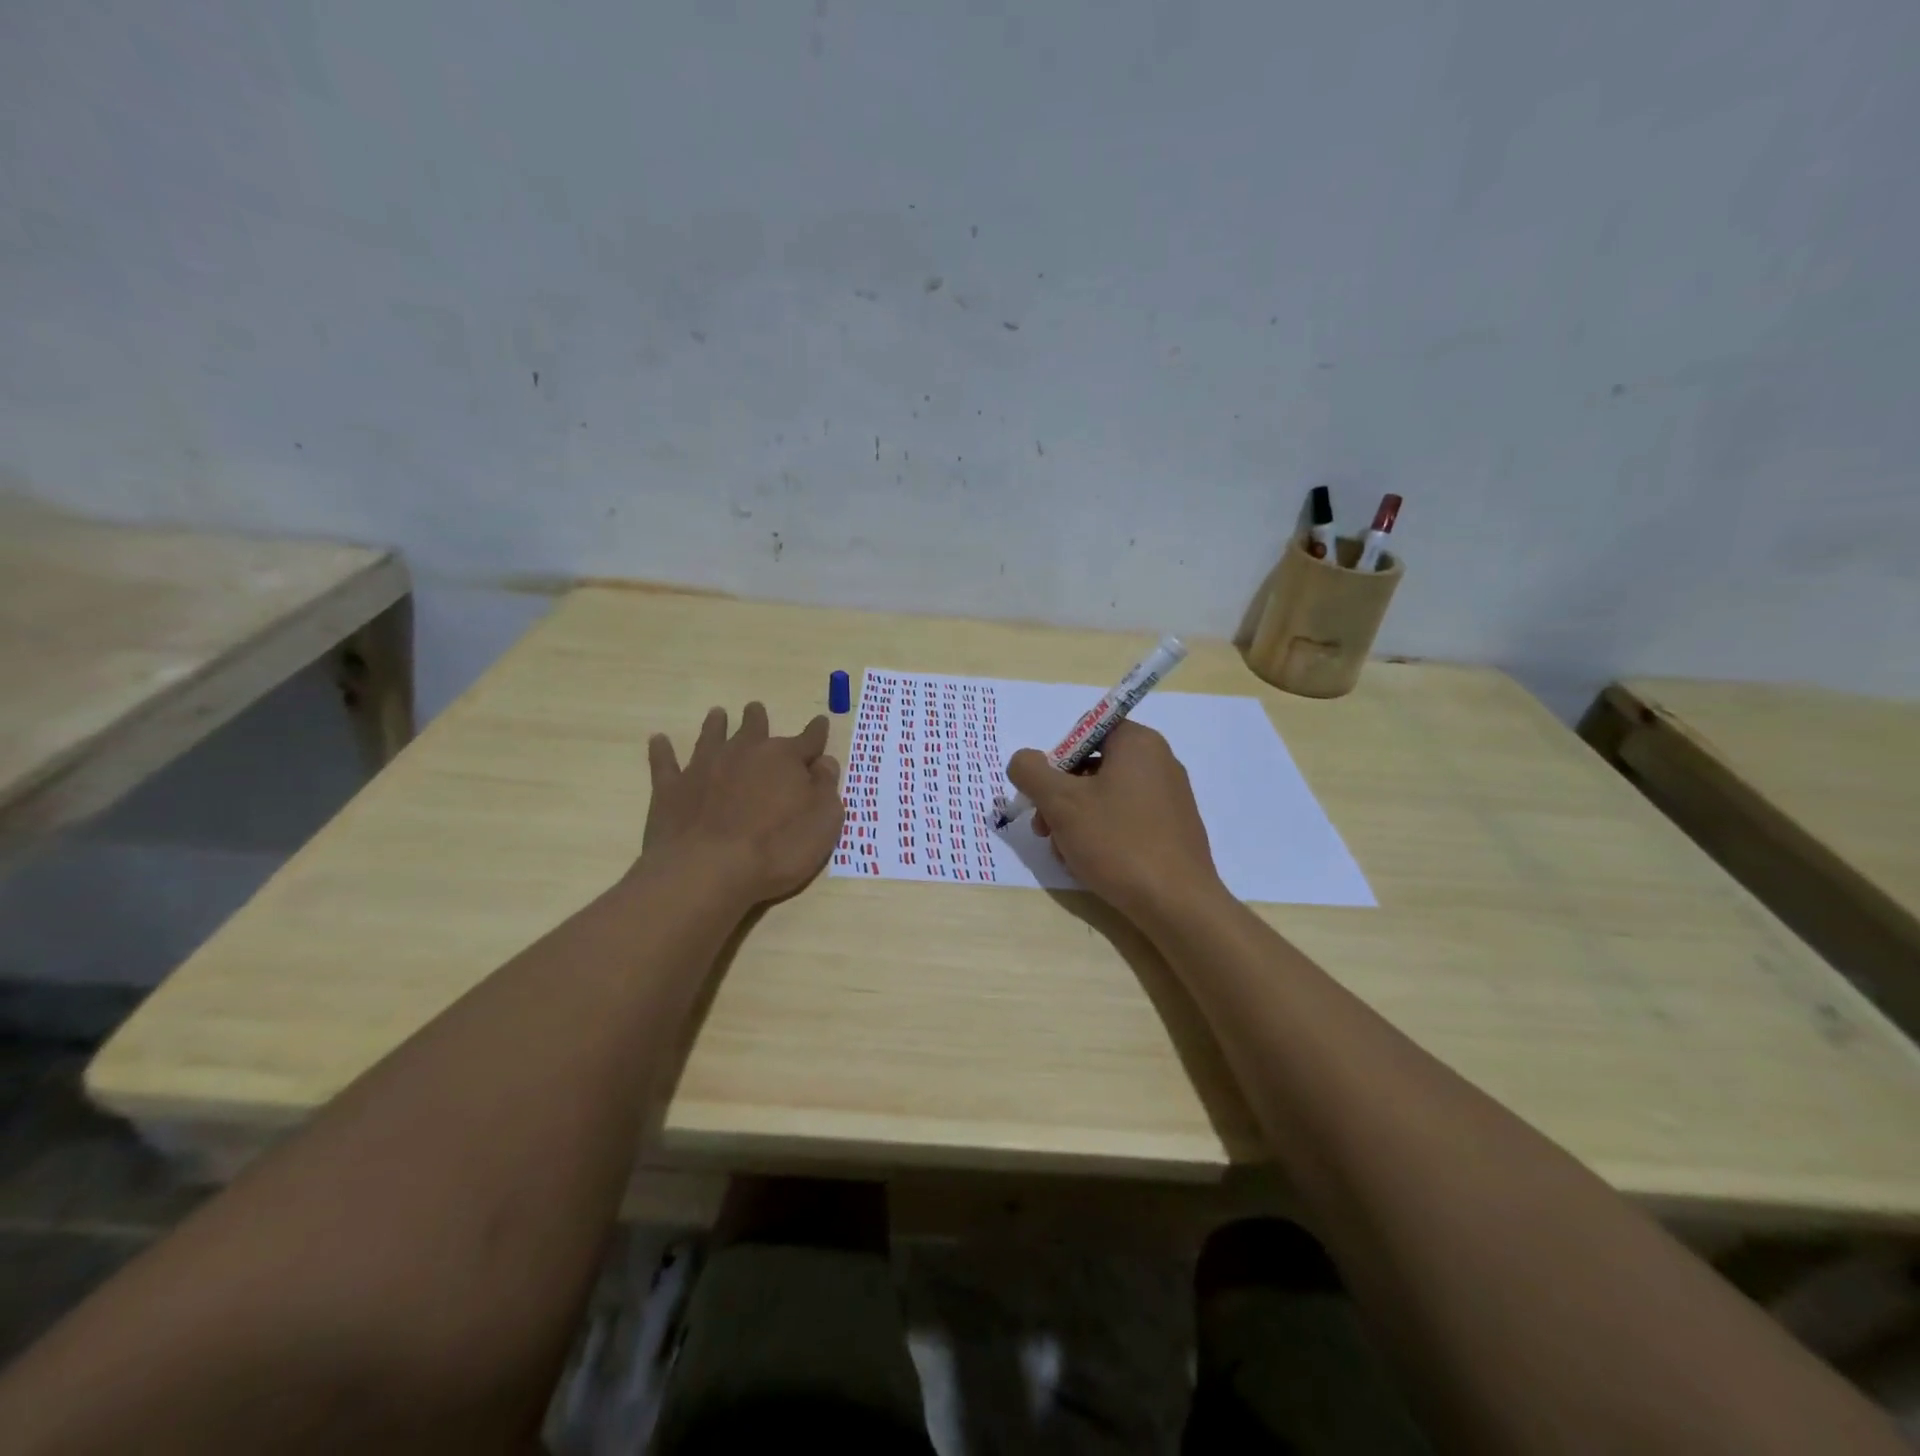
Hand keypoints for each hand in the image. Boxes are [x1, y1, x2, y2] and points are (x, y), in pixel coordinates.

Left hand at [637, 703, 844, 910]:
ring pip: (712, 736)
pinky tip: (659, 740)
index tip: (821, 722)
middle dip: (757, 718)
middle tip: (755, 708)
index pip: (808, 740)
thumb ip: (826, 788)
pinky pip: (665, 762)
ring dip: (715, 724)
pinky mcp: (671, 788)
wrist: (708, 871)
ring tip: (717, 713)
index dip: (817, 732)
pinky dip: (662, 750)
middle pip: (754, 729)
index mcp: (784, 759)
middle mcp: (744, 753)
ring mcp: (703, 768)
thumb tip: (824, 762)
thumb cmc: (777, 849)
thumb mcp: (823, 822)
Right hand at [1007, 721, 1221, 920]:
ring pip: (1105, 798)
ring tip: (1065, 854)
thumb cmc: (1117, 841)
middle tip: (1044, 830)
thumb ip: (1031, 771)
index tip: (1044, 793)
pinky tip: (1089, 864)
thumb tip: (1023, 761)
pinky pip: (1126, 820)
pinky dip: (1102, 835)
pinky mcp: (1172, 829)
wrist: (1176, 903)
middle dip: (1060, 798)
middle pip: (1092, 767)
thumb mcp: (1060, 802)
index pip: (1085, 731)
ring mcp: (1169, 797)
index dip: (1057, 759)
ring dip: (1075, 821)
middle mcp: (1159, 762)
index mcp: (1138, 743)